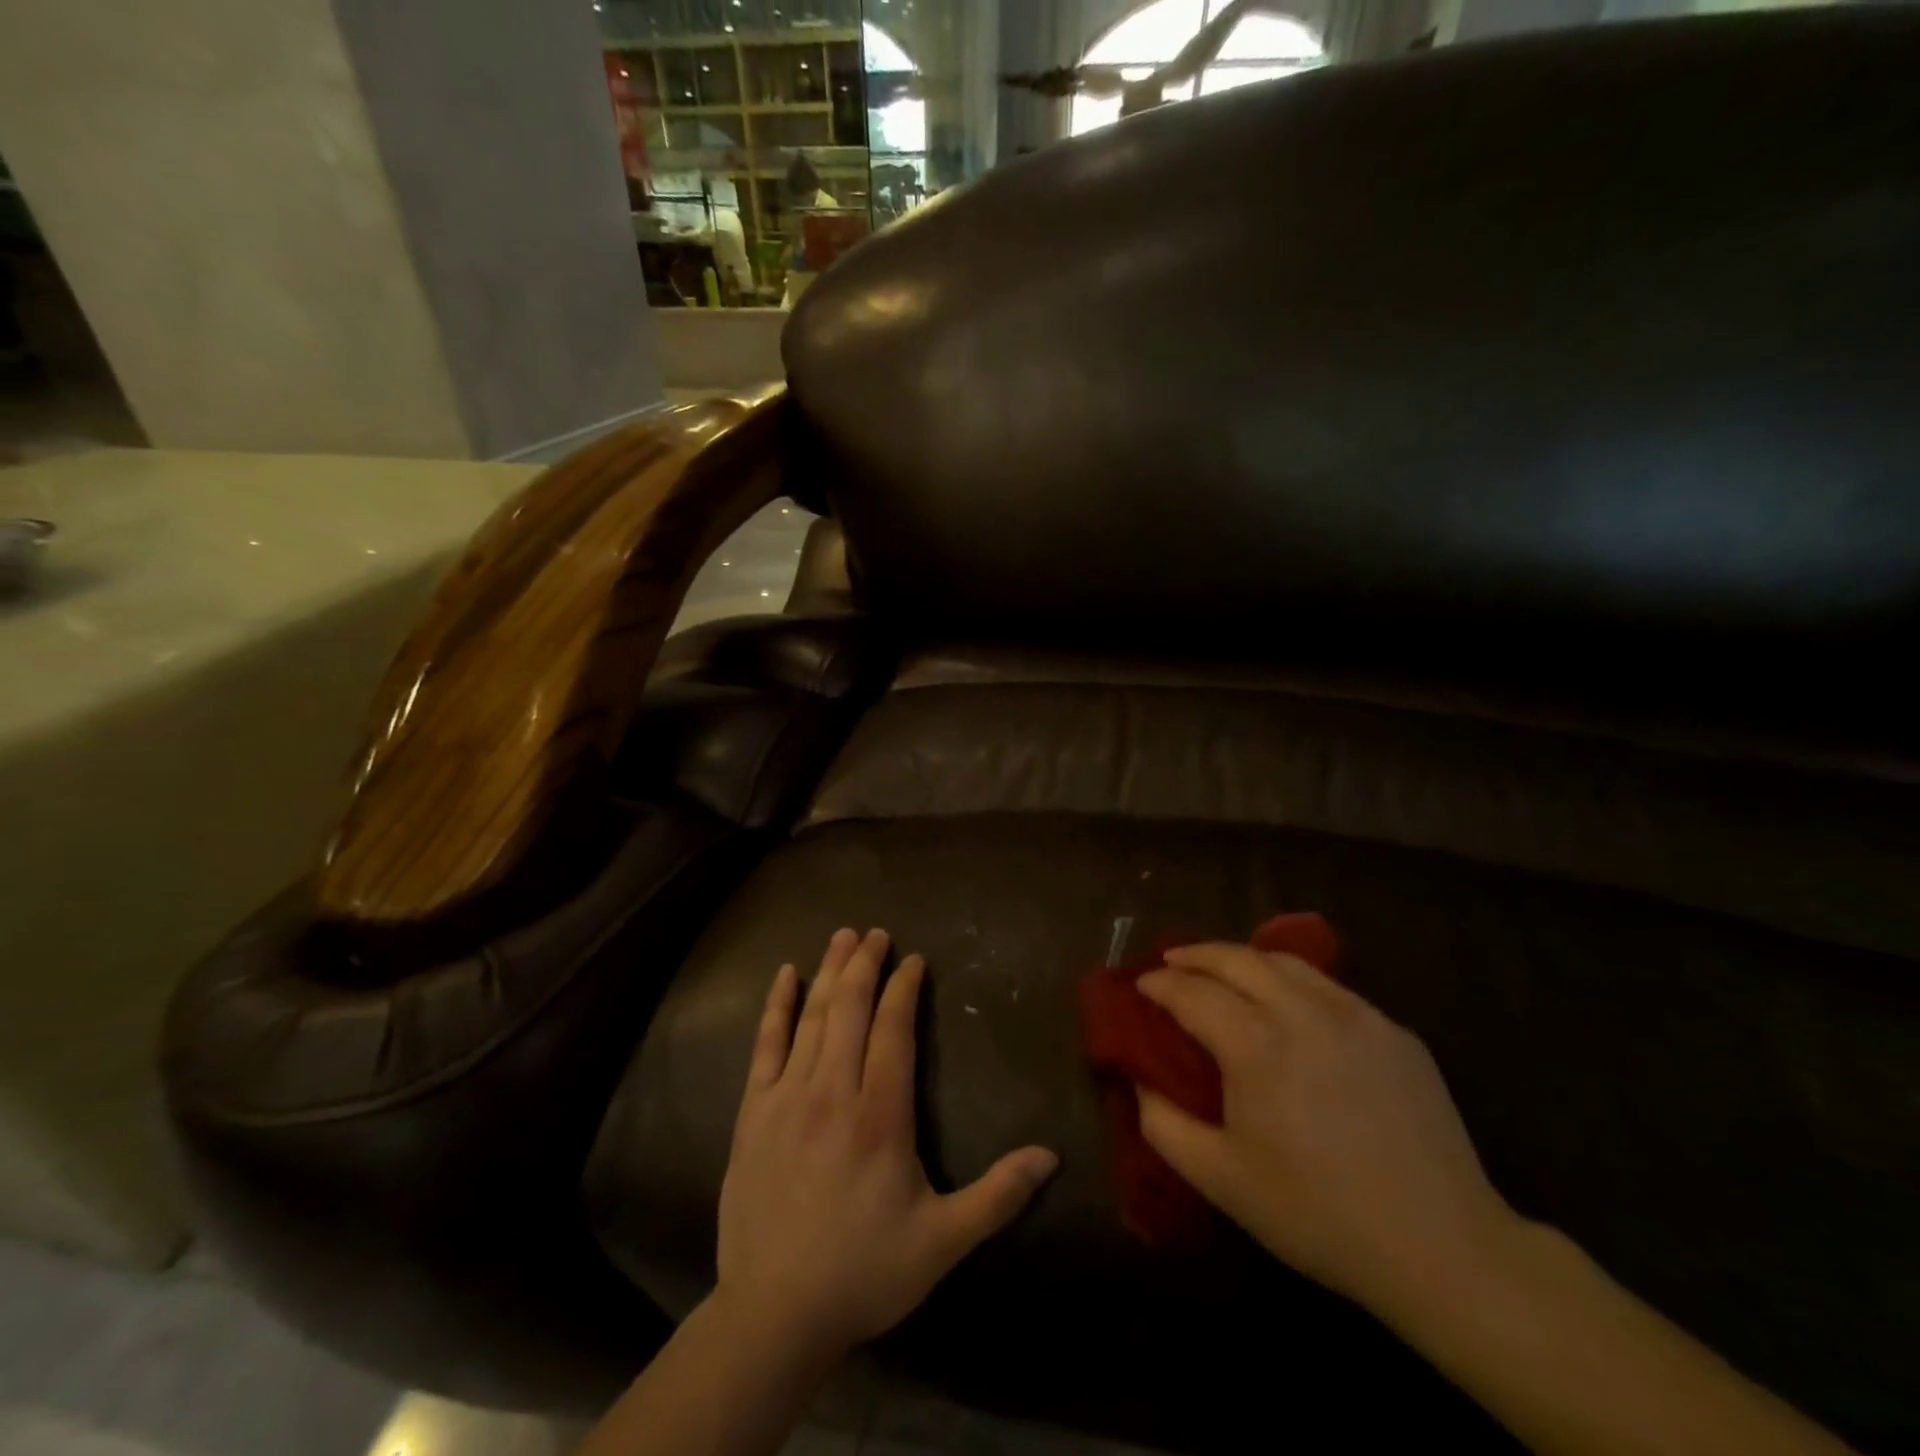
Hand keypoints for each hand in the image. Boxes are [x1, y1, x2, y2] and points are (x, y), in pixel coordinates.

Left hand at [714, 928, 1058, 1362]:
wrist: (773, 1314)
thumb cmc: (864, 1273)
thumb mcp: (942, 1241)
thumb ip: (998, 1195)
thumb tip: (1051, 1156)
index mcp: (881, 1115)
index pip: (894, 1030)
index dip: (904, 989)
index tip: (914, 960)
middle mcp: (833, 1091)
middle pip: (851, 1009)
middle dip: (865, 964)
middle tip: (875, 932)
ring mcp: (788, 1098)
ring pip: (812, 1017)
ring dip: (829, 972)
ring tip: (841, 937)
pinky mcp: (754, 1113)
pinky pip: (765, 1045)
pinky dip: (777, 1006)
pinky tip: (785, 976)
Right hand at [1135, 943, 1518, 1319]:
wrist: (1443, 1249)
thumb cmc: (1318, 1216)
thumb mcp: (1221, 1181)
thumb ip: (1163, 1124)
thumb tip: (1140, 1080)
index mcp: (1255, 1045)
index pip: (1191, 991)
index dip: (1159, 984)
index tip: (1141, 986)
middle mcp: (1302, 1012)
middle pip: (1236, 959)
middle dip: (1195, 954)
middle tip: (1172, 961)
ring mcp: (1355, 1015)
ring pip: (1285, 962)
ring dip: (1243, 958)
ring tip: (1223, 969)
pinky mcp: (1393, 1030)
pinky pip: (1329, 988)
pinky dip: (1292, 981)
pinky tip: (1288, 1005)